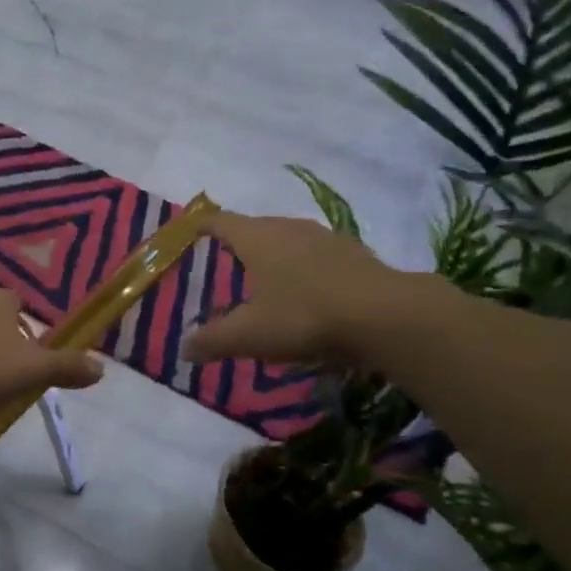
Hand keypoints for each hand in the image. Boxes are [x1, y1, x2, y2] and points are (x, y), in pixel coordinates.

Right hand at [183, 212, 419, 368]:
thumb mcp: (249, 335)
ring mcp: (325, 238)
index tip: (190, 230)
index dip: (202, 225)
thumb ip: (213, 341)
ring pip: (289, 239)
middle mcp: (288, 228)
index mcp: (257, 237)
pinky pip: (317, 255)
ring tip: (266, 277)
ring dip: (274, 254)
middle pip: (255, 227)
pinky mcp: (355, 254)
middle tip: (225, 261)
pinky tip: (307, 292)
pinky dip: (304, 268)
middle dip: (238, 242)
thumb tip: (184, 349)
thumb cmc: (303, 316)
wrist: (386, 316)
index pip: (220, 221)